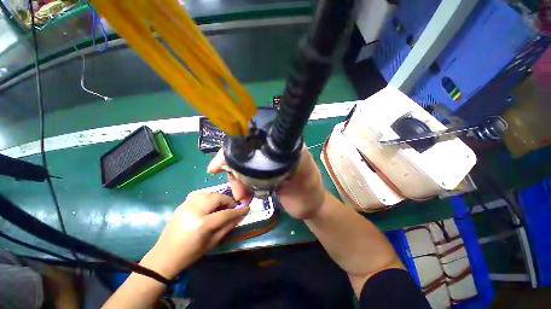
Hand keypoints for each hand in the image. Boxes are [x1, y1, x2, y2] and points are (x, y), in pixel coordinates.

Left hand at [142, 193, 248, 278]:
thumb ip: (228, 226)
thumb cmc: (191, 253)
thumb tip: (240, 215)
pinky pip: (200, 194)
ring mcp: (187, 205)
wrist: (164, 256)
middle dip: (228, 201)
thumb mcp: (213, 242)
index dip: (238, 210)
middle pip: (217, 198)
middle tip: (232, 207)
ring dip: (219, 198)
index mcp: (203, 224)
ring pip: (209, 193)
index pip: (226, 213)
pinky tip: (209, 203)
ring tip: (221, 205)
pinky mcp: (182, 204)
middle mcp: (195, 210)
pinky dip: (208, 196)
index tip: (246, 208)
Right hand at [207, 147, 324, 218]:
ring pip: (241, 166)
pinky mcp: (262, 175)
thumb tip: (278, 144)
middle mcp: (270, 151)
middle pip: (243, 153)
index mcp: (281, 145)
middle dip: (233, 171)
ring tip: (242, 197)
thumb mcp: (306, 173)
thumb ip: (296, 156)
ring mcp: (265, 164)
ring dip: (236, 182)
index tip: (219, 165)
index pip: (253, 139)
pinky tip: (244, 196)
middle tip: (237, 192)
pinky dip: (241, 186)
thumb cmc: (309, 190)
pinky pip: (245, 177)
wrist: (308, 207)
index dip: (234, 149)